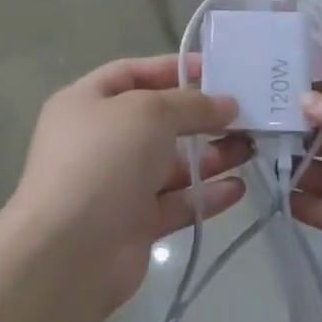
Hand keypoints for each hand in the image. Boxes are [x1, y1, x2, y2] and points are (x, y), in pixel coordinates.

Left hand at [7, 55, 247, 318]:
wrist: (70, 252)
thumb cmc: (104, 159)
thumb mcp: (149, 112)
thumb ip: (191, 104)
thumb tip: (226, 104)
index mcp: (87, 103)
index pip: (133, 73)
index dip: (172, 68)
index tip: (215, 69)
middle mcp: (100, 140)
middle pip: (158, 120)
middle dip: (200, 116)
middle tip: (244, 112)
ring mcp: (117, 184)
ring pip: (171, 163)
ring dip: (211, 155)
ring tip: (251, 147)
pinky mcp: (135, 224)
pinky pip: (176, 201)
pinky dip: (205, 194)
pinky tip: (238, 187)